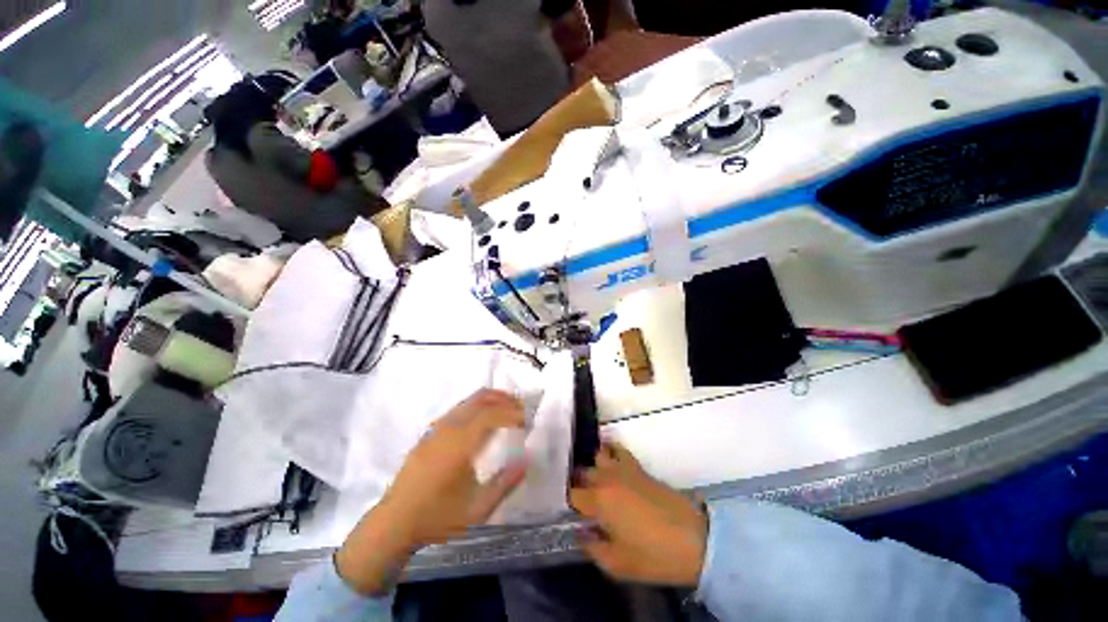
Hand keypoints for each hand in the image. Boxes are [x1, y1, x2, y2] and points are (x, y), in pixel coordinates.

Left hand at [336, 389, 527, 594]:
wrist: (394, 523)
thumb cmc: (437, 518)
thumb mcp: (477, 509)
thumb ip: (505, 483)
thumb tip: (527, 460)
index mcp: (460, 444)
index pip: (492, 415)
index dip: (513, 413)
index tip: (527, 420)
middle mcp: (448, 428)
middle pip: (481, 399)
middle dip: (505, 399)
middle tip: (522, 408)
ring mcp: (437, 428)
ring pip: (469, 400)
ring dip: (491, 400)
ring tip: (508, 409)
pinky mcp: (430, 432)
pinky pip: (459, 408)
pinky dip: (477, 406)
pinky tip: (483, 420)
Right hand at [570, 442, 707, 586]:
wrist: (693, 539)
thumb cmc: (653, 556)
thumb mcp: (617, 564)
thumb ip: (592, 547)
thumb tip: (580, 532)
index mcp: (599, 501)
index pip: (573, 494)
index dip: (570, 502)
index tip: (573, 512)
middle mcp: (607, 478)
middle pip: (583, 472)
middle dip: (578, 483)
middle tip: (581, 498)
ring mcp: (623, 469)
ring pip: (597, 455)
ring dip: (592, 464)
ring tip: (592, 477)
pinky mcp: (637, 467)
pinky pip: (618, 449)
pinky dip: (609, 449)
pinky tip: (608, 457)